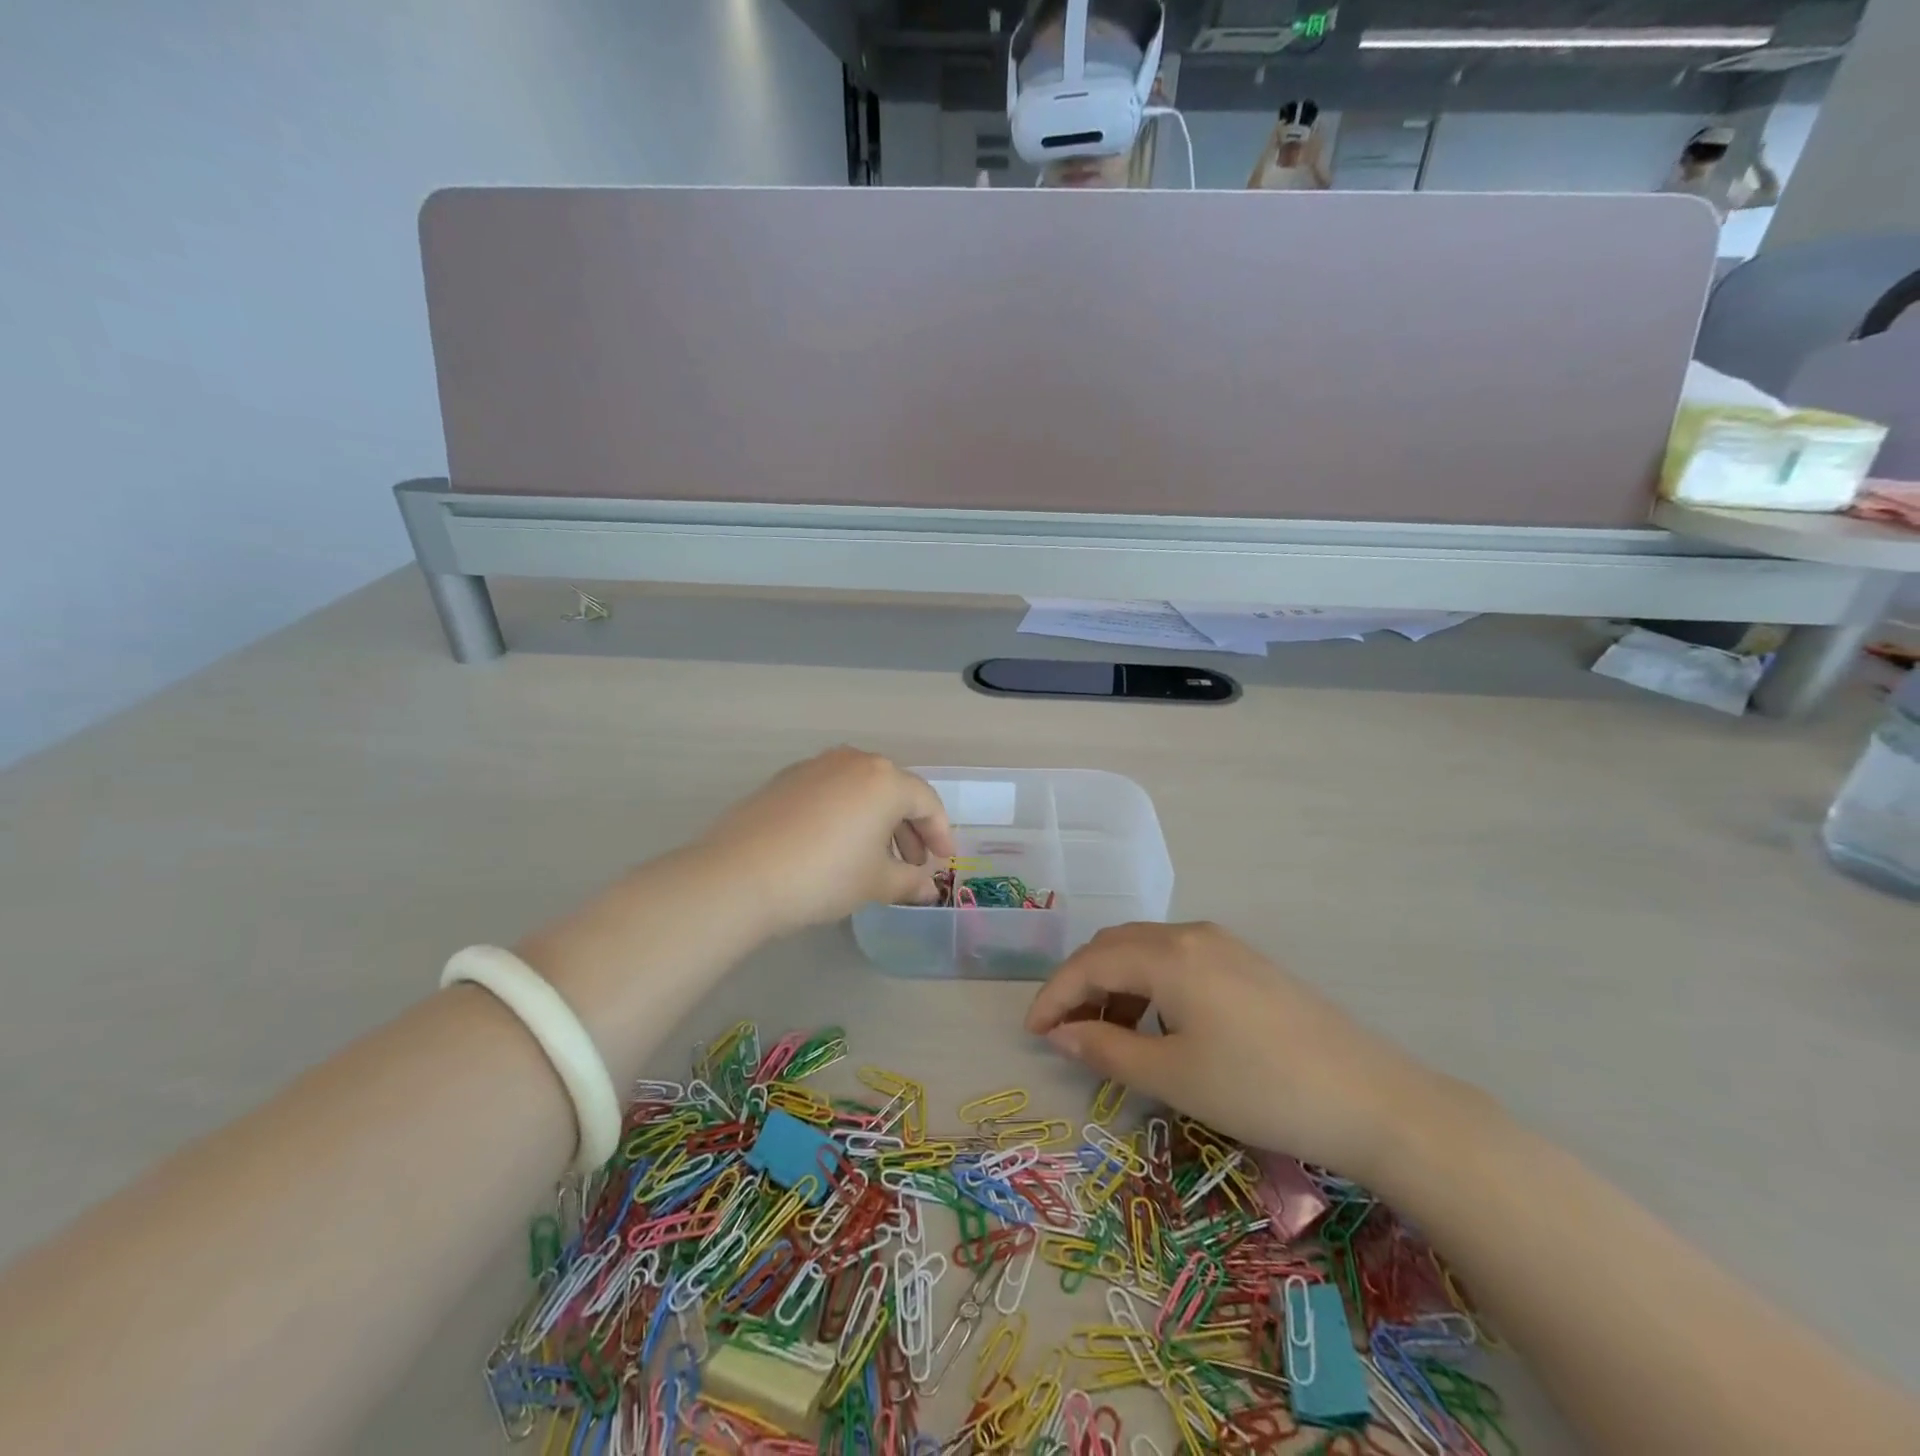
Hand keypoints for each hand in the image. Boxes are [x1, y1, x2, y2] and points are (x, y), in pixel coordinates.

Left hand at [698, 748, 955, 934]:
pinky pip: (831, 792)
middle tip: (912, 863)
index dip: (940, 833)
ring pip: (860, 790)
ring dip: (876, 821)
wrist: (741, 875)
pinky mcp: (785, 779)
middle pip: (894, 791)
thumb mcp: (875, 883)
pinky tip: (836, 845)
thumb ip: (909, 882)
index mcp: (884, 780)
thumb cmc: (825, 875)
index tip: (942, 861)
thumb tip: (928, 889)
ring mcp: (815, 766)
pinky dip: (845, 814)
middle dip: (908, 828)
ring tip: (874, 858)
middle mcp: (853, 761)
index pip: (926, 802)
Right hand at [1025, 922, 1456, 1180]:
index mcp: (1167, 954)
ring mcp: (1223, 944)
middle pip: (1114, 946)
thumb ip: (1106, 1049)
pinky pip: (1178, 960)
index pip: (1089, 963)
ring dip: (1115, 984)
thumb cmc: (1259, 1089)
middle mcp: (1191, 934)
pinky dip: (1150, 985)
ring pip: (1146, 951)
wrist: (1371, 1099)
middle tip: (1064, 1031)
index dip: (1053, 994)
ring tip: (1108, 1034)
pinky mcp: (1246, 963)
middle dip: (1080, 984)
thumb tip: (1060, 1034)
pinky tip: (1158, 1025)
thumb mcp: (1173, 1076)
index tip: (1031, 1031)